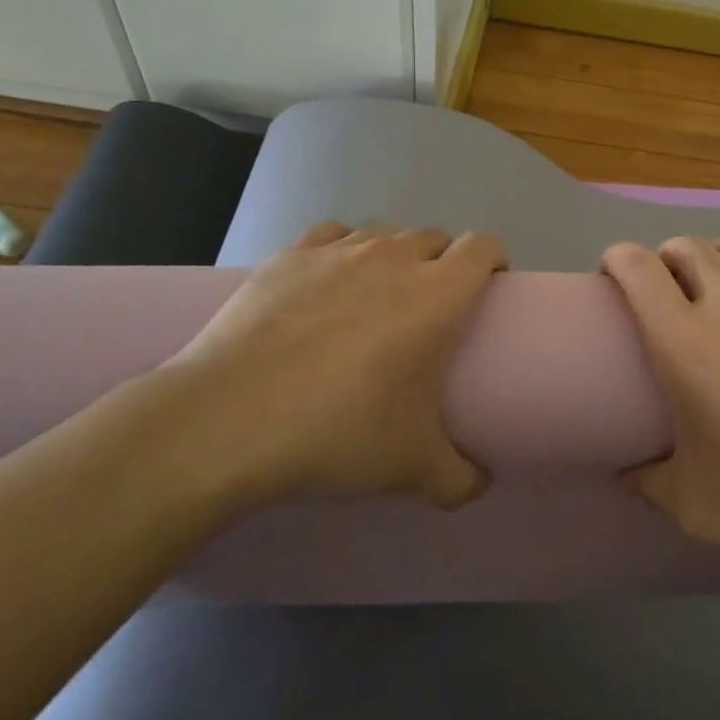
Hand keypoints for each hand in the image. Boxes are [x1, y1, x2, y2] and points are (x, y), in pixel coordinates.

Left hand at [148, 221, 506, 512]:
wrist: (226, 422)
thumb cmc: (336, 433)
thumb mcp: (411, 468)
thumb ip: (459, 479)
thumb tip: (480, 485)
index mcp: (436, 295)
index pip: (483, 247)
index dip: (493, 260)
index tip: (488, 289)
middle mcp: (393, 258)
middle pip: (435, 237)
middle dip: (443, 263)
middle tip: (430, 308)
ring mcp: (337, 251)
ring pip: (384, 234)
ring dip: (394, 256)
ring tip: (376, 297)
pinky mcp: (288, 255)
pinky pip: (332, 236)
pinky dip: (342, 252)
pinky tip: (327, 284)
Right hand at [601, 237, 719, 561]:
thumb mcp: (694, 503)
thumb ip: (649, 484)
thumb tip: (623, 477)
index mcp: (684, 341)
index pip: (638, 269)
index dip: (618, 259)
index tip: (612, 272)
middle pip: (687, 247)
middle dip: (666, 257)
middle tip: (666, 284)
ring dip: (714, 258)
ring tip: (716, 282)